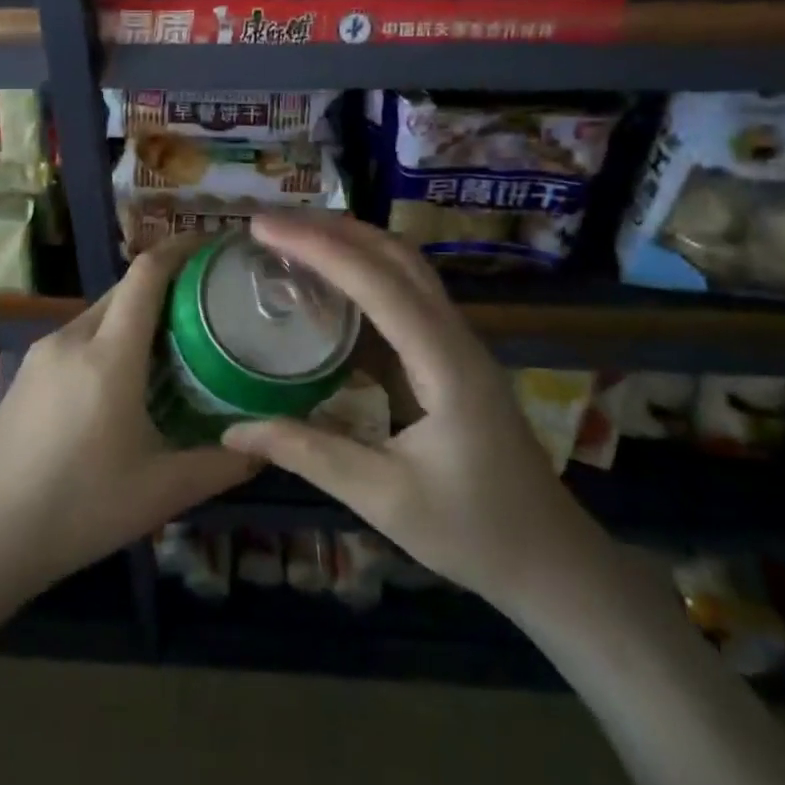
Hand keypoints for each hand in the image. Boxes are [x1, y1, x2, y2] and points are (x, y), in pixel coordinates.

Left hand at [0, 236, 256, 599]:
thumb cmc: (79, 510)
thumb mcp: (162, 492)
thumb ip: (221, 464)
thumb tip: (265, 447)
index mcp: (108, 355)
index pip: (146, 274)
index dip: (180, 249)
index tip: (212, 245)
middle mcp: (72, 338)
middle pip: (124, 289)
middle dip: (166, 284)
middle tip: (208, 304)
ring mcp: (41, 353)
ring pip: (99, 313)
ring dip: (136, 315)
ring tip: (173, 342)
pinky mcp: (25, 372)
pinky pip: (77, 336)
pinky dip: (109, 338)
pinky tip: (123, 378)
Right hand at [221, 214, 616, 618]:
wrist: (551, 560)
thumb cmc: (474, 531)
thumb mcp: (384, 498)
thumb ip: (309, 454)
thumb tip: (233, 431)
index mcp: (445, 364)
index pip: (377, 283)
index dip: (318, 247)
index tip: (263, 228)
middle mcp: (455, 337)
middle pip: (396, 256)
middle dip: (331, 229)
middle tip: (269, 224)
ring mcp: (457, 343)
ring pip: (404, 268)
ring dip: (349, 244)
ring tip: (291, 239)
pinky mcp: (449, 356)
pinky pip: (404, 297)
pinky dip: (361, 276)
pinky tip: (326, 289)